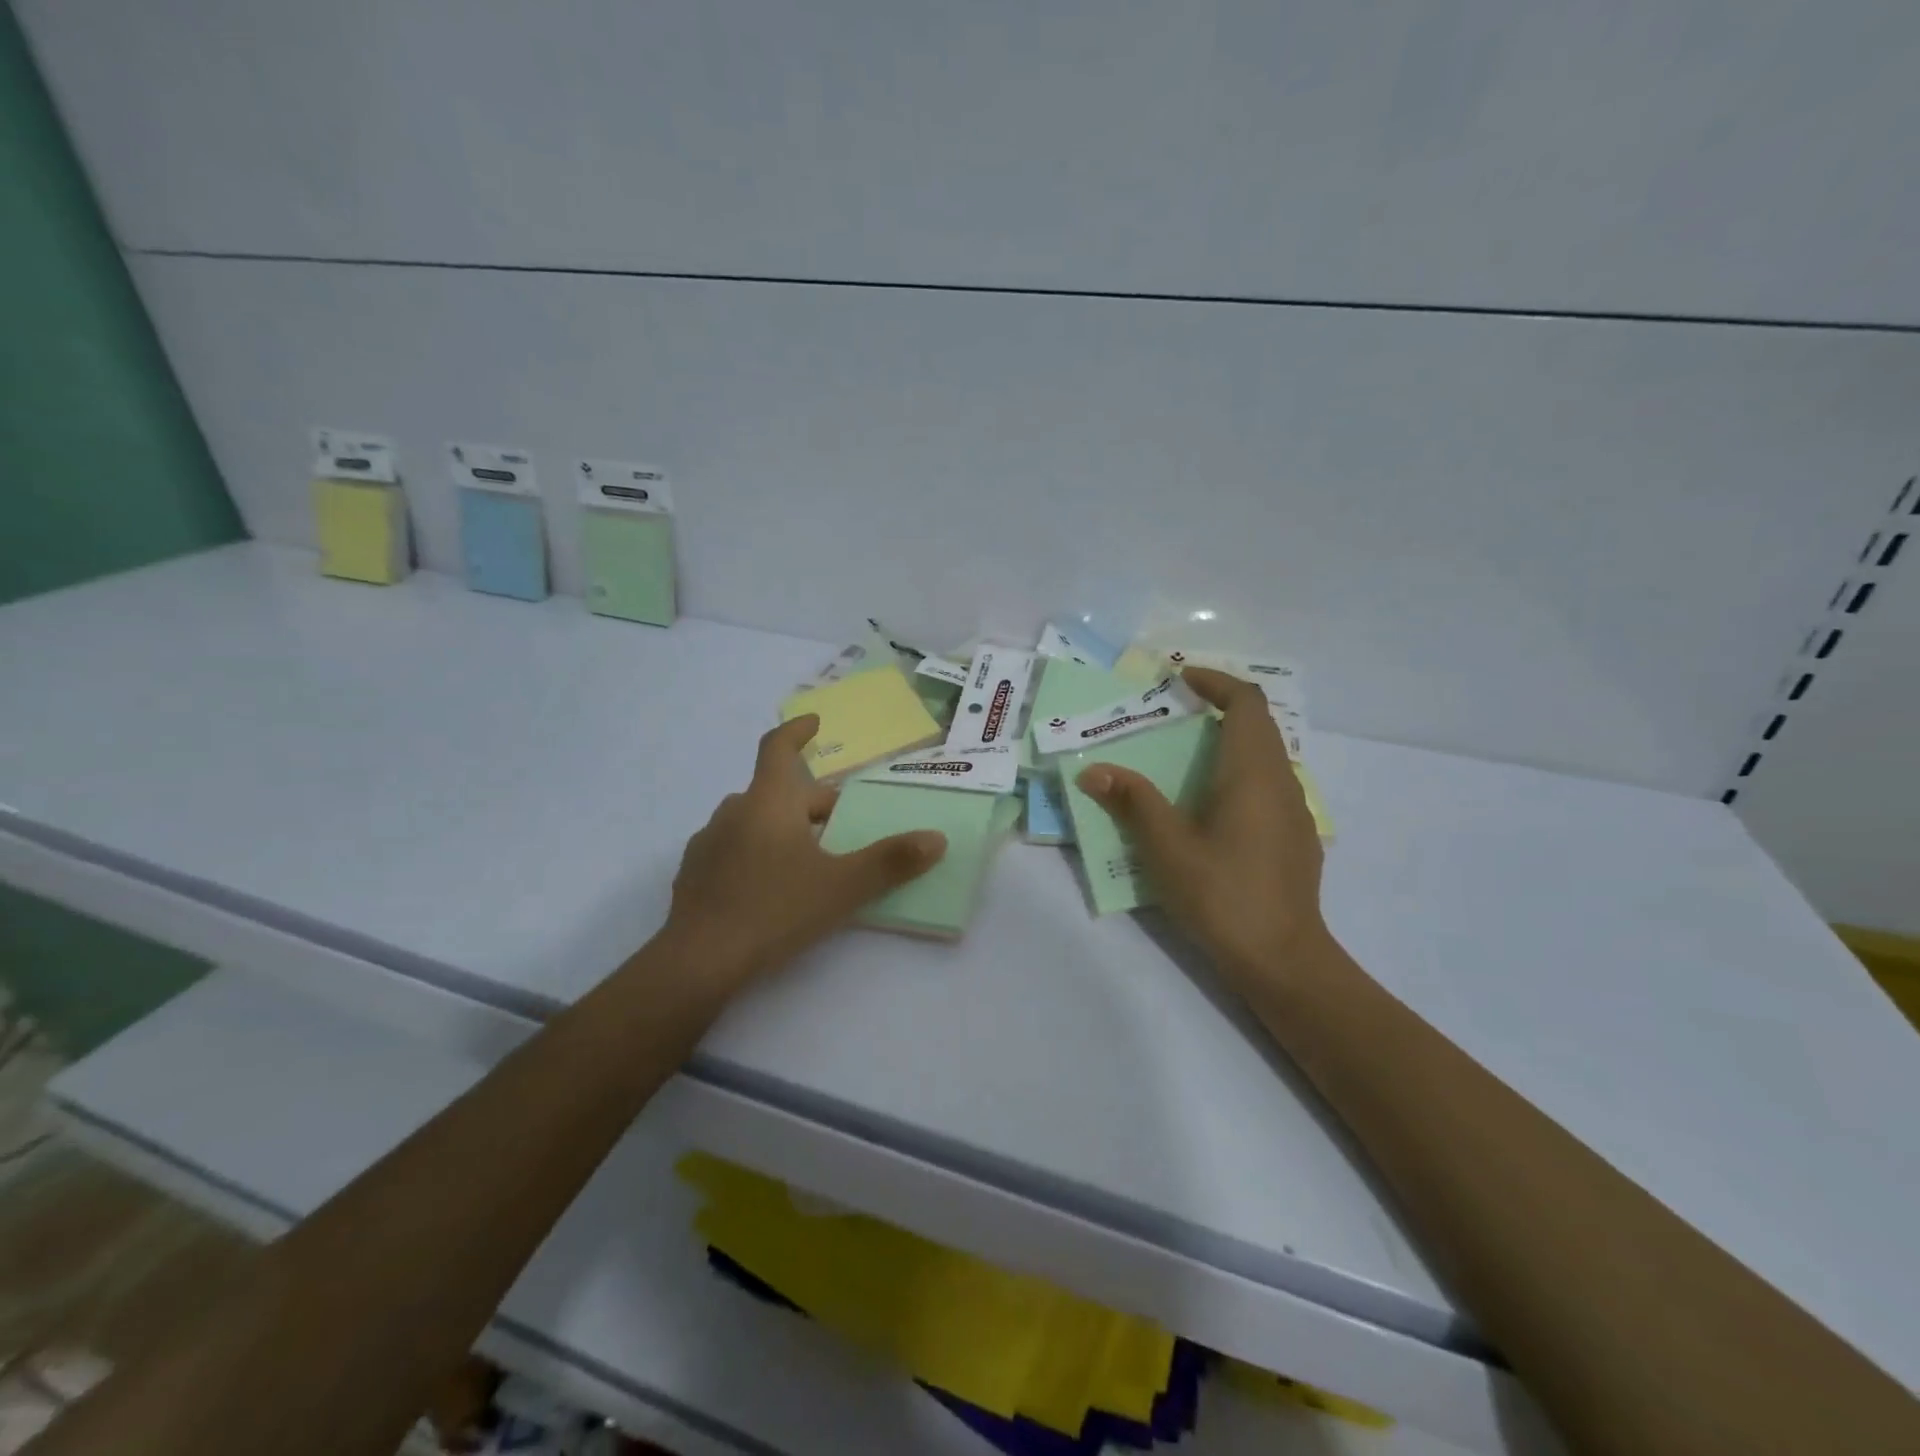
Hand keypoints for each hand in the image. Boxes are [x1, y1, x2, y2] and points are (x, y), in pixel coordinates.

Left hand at [663, 715, 947, 985]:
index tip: (814, 722)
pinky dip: (756, 853)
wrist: (699, 962)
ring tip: (809, 858)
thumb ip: (891, 861)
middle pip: (776, 792)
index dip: (797, 731)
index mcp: (768, 802)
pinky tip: (769, 888)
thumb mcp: (842, 887)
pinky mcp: (694, 874)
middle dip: (811, 803)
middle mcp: (734, 812)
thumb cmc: (775, 910)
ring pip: (753, 820)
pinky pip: (732, 849)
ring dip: (782, 827)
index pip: (778, 748)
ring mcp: (708, 843)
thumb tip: (937, 839)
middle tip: (842, 824)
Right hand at [1075, 666, 1326, 985]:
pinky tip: (1212, 806)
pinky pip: (1269, 784)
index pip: (1247, 703)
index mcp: (1253, 773)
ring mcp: (1295, 812)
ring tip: (1187, 755)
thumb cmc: (1223, 895)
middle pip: (1259, 725)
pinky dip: (1240, 772)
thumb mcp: (1167, 847)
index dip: (1216, 682)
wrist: (1283, 960)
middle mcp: (1282, 782)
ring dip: (1230, 742)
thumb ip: (1132, 802)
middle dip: (1220, 708)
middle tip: (1175, 713)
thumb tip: (1093, 771)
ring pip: (1267, 756)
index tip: (1181, 680)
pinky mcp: (1296, 838)